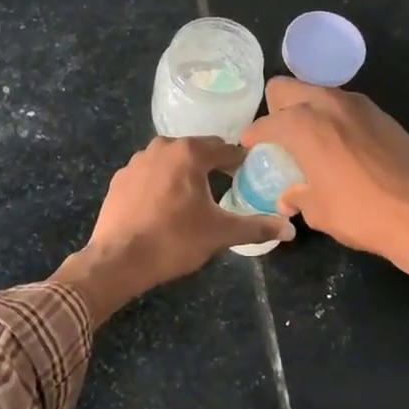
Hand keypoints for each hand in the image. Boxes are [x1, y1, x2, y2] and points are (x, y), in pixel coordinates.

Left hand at [52, 137, 294, 324]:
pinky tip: (165, 205)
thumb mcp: (220, 233)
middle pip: (196, 149)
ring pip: (170, 160)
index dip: (240, 161)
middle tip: (227, 184)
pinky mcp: (120, 179)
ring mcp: (136, 161)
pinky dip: (161, 183)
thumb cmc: (174, 241)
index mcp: (189, 153)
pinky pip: (149, 174)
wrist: (118, 260)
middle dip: (213, 164)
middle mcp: (161, 147)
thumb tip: (290, 229)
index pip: (225, 148)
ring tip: (198, 195)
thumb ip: (257, 227)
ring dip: (185, 172)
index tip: (250, 173)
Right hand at [242, 79, 408, 373]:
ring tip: (308, 141)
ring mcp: (359, 105)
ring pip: (318, 93)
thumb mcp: (320, 212)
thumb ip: (298, 197)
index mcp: (304, 125)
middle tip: (277, 137)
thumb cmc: (364, 214)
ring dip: (306, 110)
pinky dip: (333, 119)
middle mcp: (328, 104)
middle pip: (287, 88)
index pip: (265, 122)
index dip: (253, 136)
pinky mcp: (382, 114)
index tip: (249, 147)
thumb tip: (289, 197)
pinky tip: (339, 147)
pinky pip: (344, 107)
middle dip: (276, 108)